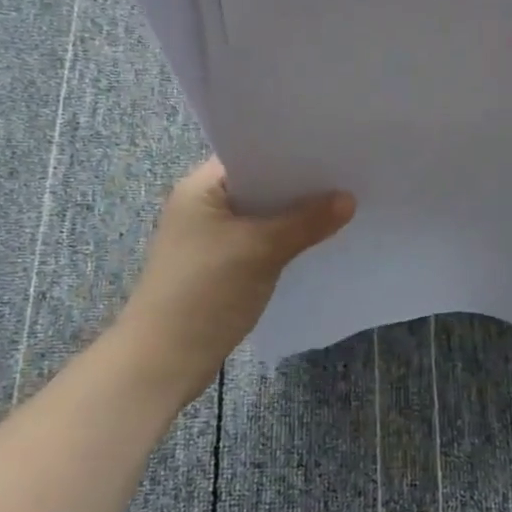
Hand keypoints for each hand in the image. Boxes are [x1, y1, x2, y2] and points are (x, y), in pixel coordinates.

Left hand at [121, 159, 354, 401]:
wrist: (163, 360)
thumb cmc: (205, 291)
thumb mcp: (261, 250)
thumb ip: (306, 222)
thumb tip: (349, 199)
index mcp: (199, 189)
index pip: (250, 155)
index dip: (289, 152)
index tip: (331, 150)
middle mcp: (200, 208)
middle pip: (258, 187)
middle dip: (297, 187)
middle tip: (345, 177)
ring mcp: (207, 240)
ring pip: (260, 218)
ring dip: (291, 217)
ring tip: (340, 207)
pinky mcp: (217, 269)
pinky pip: (257, 244)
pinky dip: (282, 242)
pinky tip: (314, 244)